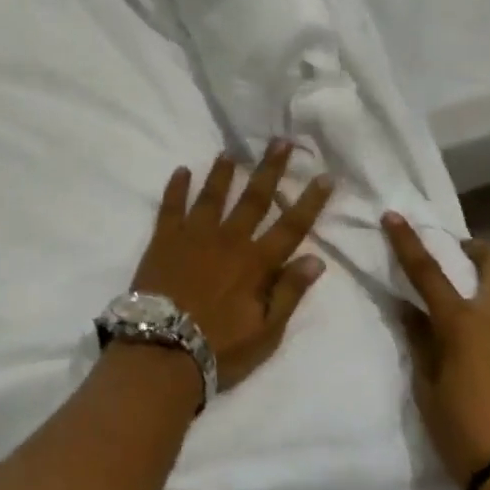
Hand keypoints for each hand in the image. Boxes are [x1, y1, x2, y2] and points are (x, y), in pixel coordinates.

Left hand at [131, 142, 330, 391]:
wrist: (163, 349)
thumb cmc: (220, 348)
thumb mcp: (266, 331)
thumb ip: (289, 292)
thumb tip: (317, 259)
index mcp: (256, 263)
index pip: (291, 226)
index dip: (310, 201)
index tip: (325, 175)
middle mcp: (228, 240)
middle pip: (254, 198)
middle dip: (270, 169)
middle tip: (281, 141)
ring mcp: (194, 235)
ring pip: (213, 195)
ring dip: (223, 172)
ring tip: (230, 151)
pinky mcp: (164, 238)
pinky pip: (171, 205)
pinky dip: (177, 186)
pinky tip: (182, 170)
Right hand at [384, 213, 489, 489]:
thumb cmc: (466, 435)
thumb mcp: (428, 390)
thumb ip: (421, 343)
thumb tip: (410, 312)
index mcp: (464, 324)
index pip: (428, 271)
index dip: (408, 241)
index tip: (394, 217)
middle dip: (477, 252)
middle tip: (460, 262)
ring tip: (483, 335)